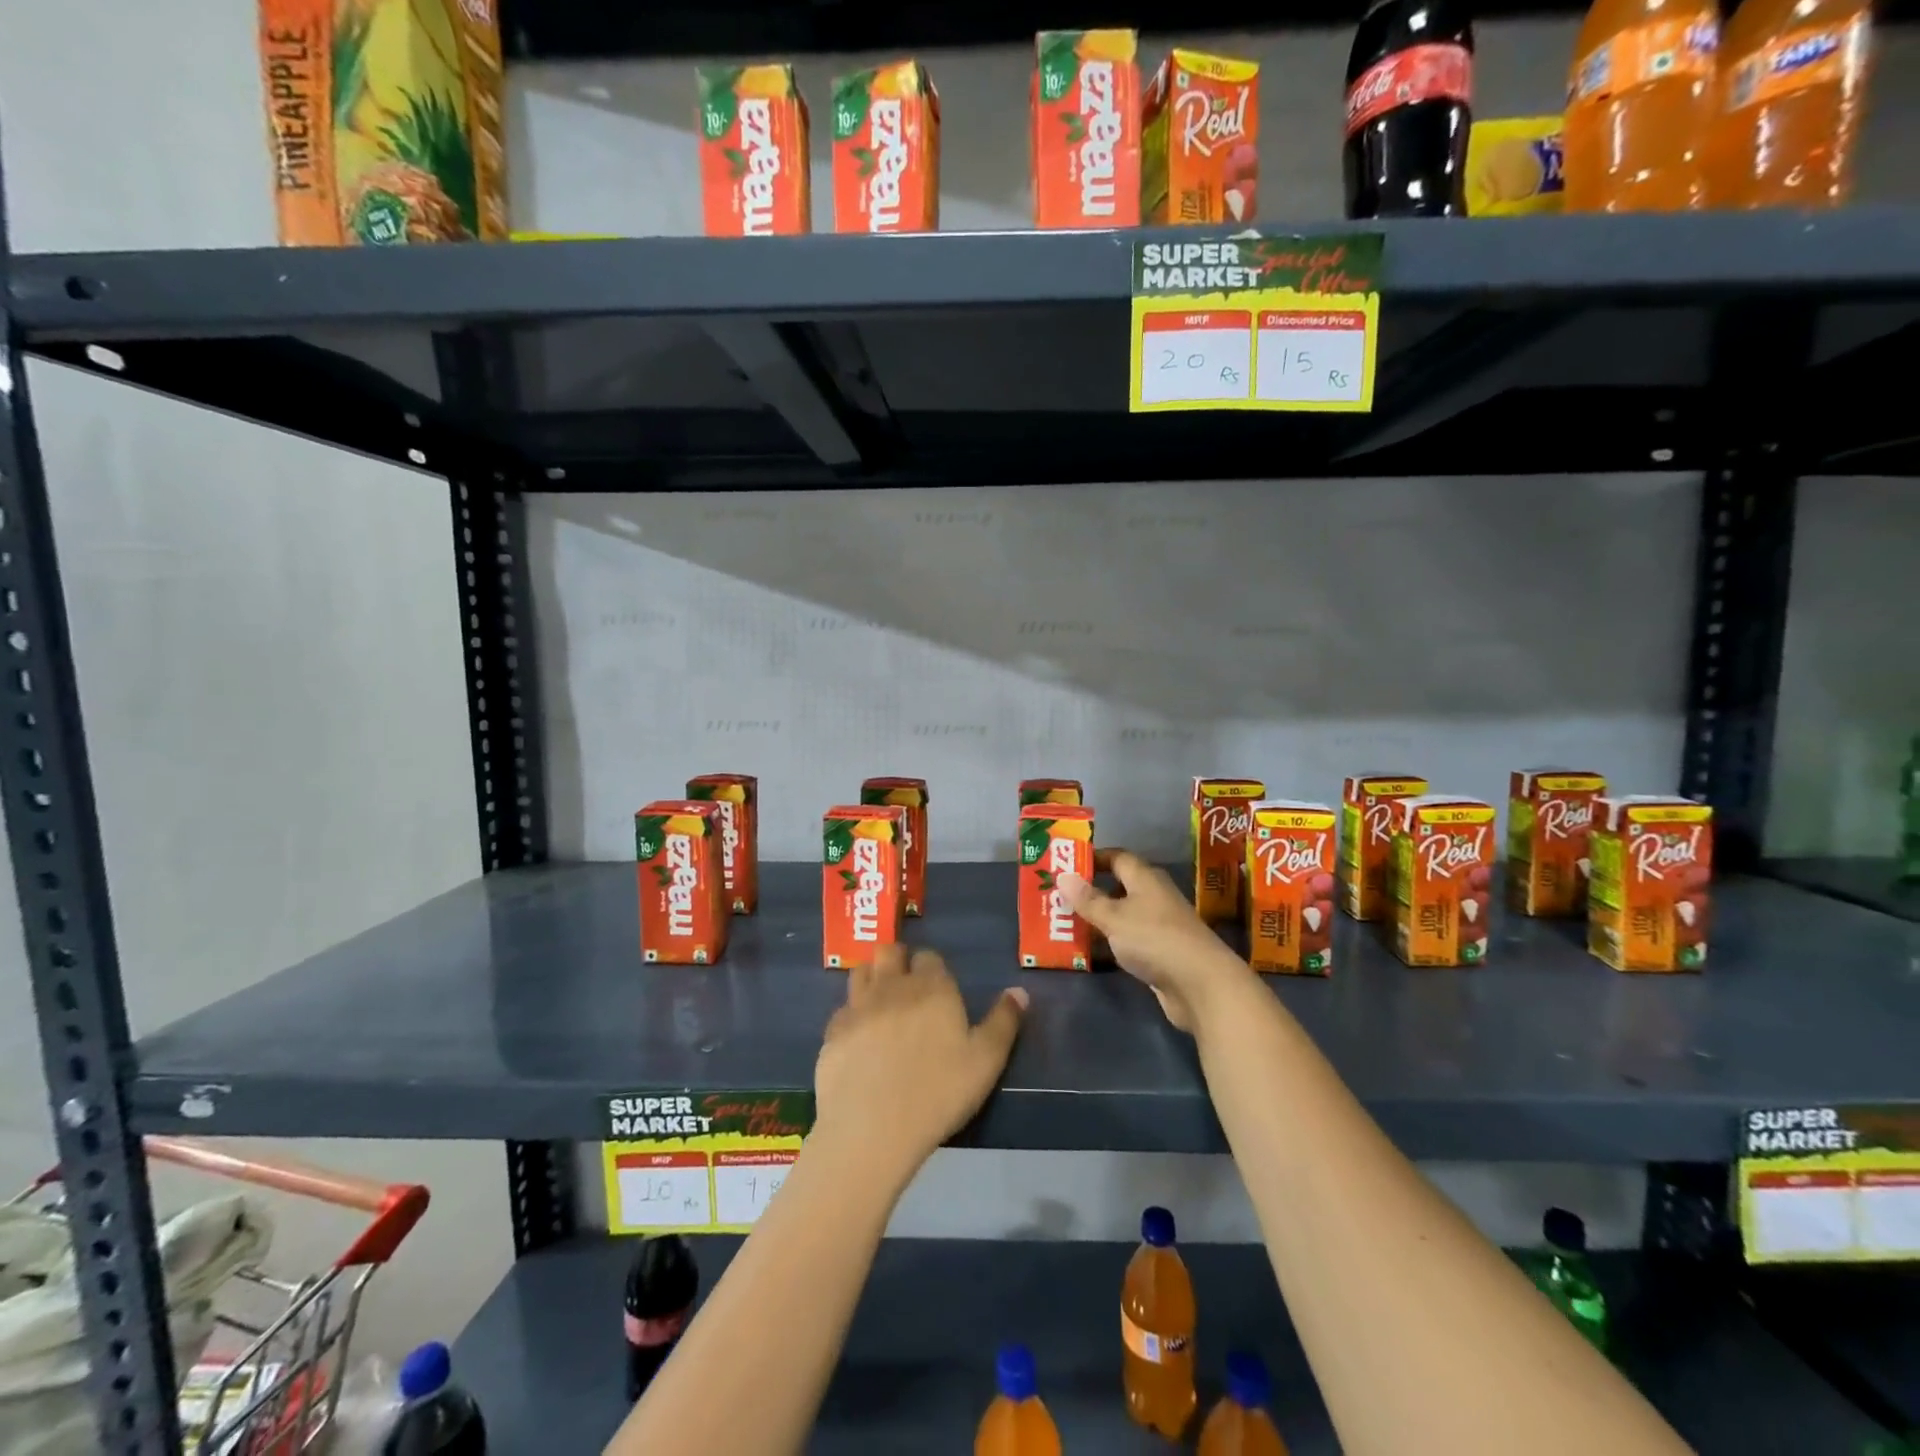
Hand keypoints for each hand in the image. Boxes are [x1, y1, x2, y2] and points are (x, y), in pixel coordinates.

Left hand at [814, 945, 1027, 1183]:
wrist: (871, 1129)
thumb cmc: (938, 1093)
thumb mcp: (986, 1061)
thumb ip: (1004, 1022)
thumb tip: (1019, 991)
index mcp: (932, 987)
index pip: (929, 957)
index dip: (932, 968)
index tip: (938, 988)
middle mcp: (892, 985)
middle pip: (889, 951)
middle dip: (898, 959)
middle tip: (906, 986)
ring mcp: (858, 1006)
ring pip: (862, 971)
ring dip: (872, 977)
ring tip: (881, 1002)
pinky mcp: (832, 1032)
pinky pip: (843, 1009)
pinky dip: (852, 1014)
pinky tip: (858, 1037)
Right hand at [1059, 850, 1253, 1032]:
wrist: (1200, 985)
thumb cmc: (1154, 939)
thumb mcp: (1114, 917)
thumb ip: (1088, 899)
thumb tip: (1063, 876)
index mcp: (1145, 878)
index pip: (1117, 857)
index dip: (1093, 858)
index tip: (1065, 864)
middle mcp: (1153, 896)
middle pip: (1118, 886)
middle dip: (1089, 891)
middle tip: (1057, 895)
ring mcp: (1158, 926)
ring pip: (1121, 916)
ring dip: (1097, 919)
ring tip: (1063, 922)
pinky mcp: (1159, 953)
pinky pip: (1127, 941)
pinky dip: (1109, 943)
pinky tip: (1087, 951)